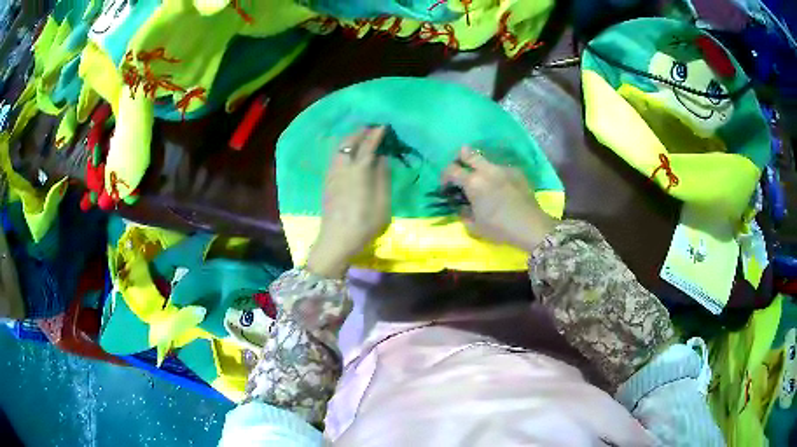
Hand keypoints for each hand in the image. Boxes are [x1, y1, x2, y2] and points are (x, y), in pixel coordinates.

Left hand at [306, 127, 391, 278]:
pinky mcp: (327, 182)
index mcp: (359, 172)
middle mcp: (343, 168)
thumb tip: (383, 158)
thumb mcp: (382, 203)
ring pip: (339, 148)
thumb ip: (383, 178)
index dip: (376, 135)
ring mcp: (332, 174)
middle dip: (361, 132)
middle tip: (372, 128)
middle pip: (349, 142)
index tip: (384, 126)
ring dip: (350, 138)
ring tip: (361, 136)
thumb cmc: (364, 224)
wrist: (336, 241)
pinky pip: (335, 156)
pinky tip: (348, 152)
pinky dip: (343, 148)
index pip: (368, 146)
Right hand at [442, 147, 555, 251]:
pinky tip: (501, 189)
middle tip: (461, 173)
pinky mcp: (517, 172)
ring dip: (480, 168)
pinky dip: (496, 176)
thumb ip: (463, 214)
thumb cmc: (499, 228)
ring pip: (485, 160)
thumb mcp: (475, 227)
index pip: (451, 170)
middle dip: (459, 159)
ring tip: (484, 184)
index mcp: (473, 182)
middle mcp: (486, 170)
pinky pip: (500, 169)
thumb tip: (461, 207)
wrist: (531, 226)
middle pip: (466, 152)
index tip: (446, 187)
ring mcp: (503, 168)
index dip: (444, 177)